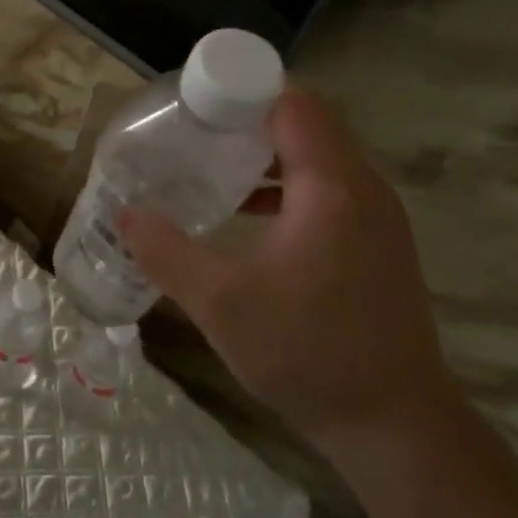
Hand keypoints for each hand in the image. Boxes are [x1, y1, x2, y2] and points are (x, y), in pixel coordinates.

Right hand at [119, 86, 458, 454]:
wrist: (394, 425)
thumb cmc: (307, 350)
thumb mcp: (219, 301)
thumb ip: (165, 251)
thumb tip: (124, 215)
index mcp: (332, 186)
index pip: (294, 104)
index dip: (243, 92)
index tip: (194, 104)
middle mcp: (363, 190)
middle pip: (305, 127)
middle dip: (246, 122)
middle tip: (191, 133)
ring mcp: (377, 220)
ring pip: (317, 162)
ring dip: (266, 157)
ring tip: (210, 168)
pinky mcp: (377, 247)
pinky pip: (328, 193)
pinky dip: (286, 190)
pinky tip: (246, 218)